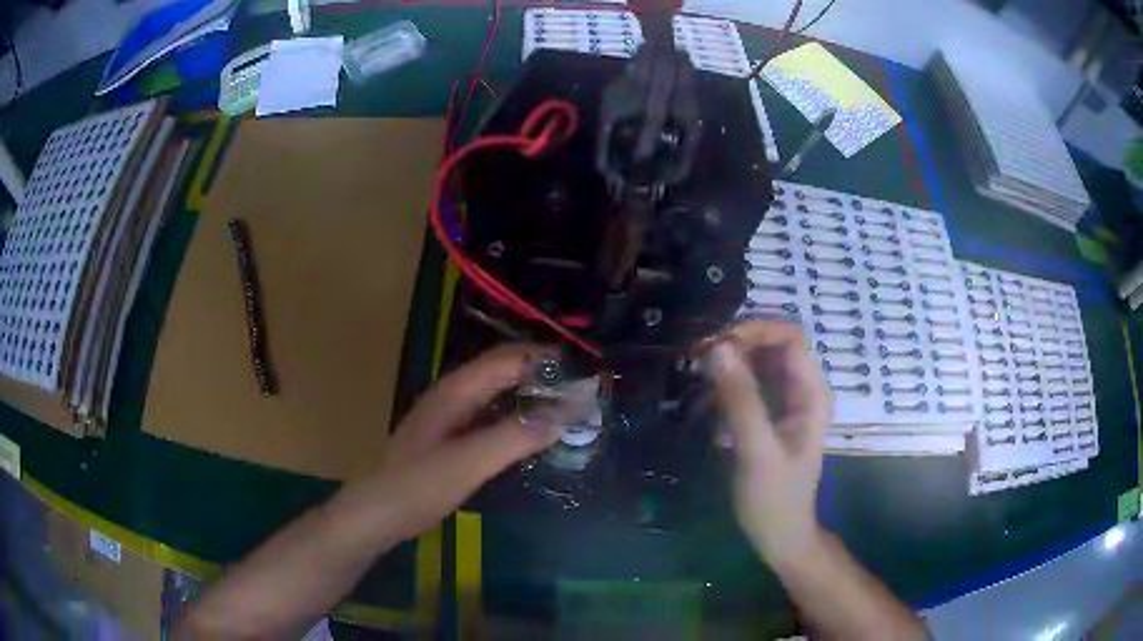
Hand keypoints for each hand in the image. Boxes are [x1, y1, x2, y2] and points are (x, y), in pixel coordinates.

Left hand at [369, 344, 564, 542]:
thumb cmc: (419, 485)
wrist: (378, 513)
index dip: (544, 358)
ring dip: (530, 394)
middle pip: (502, 371)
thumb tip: (566, 413)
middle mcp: (453, 396)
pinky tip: (532, 433)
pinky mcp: (450, 439)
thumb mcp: (469, 462)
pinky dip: (516, 416)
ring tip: (566, 406)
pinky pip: (491, 416)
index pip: (506, 359)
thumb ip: (515, 437)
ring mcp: (450, 417)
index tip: (582, 368)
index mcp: (455, 391)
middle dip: (541, 373)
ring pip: (497, 393)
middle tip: (581, 388)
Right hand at [705, 320, 831, 563]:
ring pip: (757, 364)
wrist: (779, 536)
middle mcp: (801, 390)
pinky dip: (726, 386)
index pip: (789, 336)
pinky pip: (748, 386)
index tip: (715, 345)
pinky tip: (706, 402)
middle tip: (696, 359)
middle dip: (736, 346)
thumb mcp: (756, 450)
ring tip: (694, 377)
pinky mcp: (769, 416)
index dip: (754, 331)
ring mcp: (785, 403)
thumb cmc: (774, 498)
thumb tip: (718, 348)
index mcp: (811, 393)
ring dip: (727, 365)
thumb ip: (741, 400)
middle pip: (771, 345)